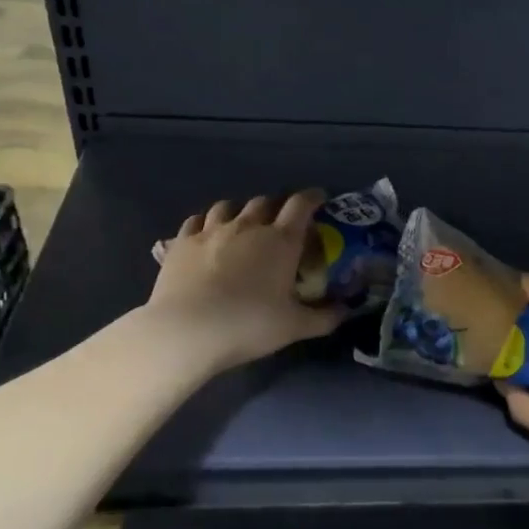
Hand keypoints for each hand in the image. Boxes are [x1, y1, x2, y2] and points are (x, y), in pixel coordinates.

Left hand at [145, 191, 343, 369]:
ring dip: (240, 211)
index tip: (319, 199)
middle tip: (280, 222)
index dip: (312, 197)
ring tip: (242, 224)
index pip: (301, 204)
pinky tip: (206, 235)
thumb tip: (346, 310)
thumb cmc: (249, 325)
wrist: (187, 331)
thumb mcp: (295, 327)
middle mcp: (248, 226)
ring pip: (229, 206)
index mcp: (281, 240)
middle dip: (276, 207)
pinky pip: (196, 220)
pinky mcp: (182, 242)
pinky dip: (206, 223)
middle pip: (265, 202)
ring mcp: (211, 231)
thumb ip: (325, 317)